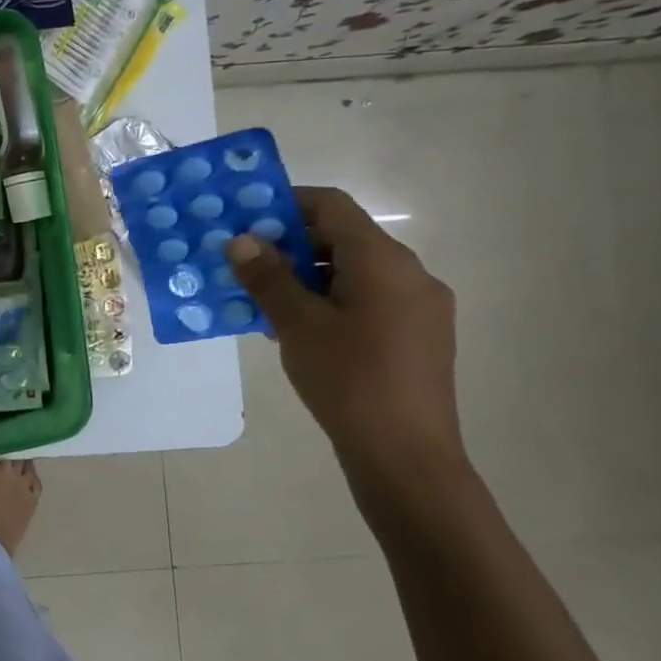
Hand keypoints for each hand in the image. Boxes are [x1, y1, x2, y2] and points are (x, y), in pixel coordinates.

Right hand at [226, 187, 466, 490]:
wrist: (406, 455)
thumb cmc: (347, 379)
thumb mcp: (296, 324)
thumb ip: (268, 277)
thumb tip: (241, 240)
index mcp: (383, 260)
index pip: (331, 206)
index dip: (285, 204)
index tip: (244, 221)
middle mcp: (410, 273)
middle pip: (343, 238)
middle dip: (290, 246)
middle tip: (244, 266)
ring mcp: (419, 306)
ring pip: (353, 271)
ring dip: (306, 277)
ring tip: (263, 302)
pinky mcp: (419, 336)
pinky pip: (368, 299)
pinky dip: (330, 300)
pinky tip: (299, 330)